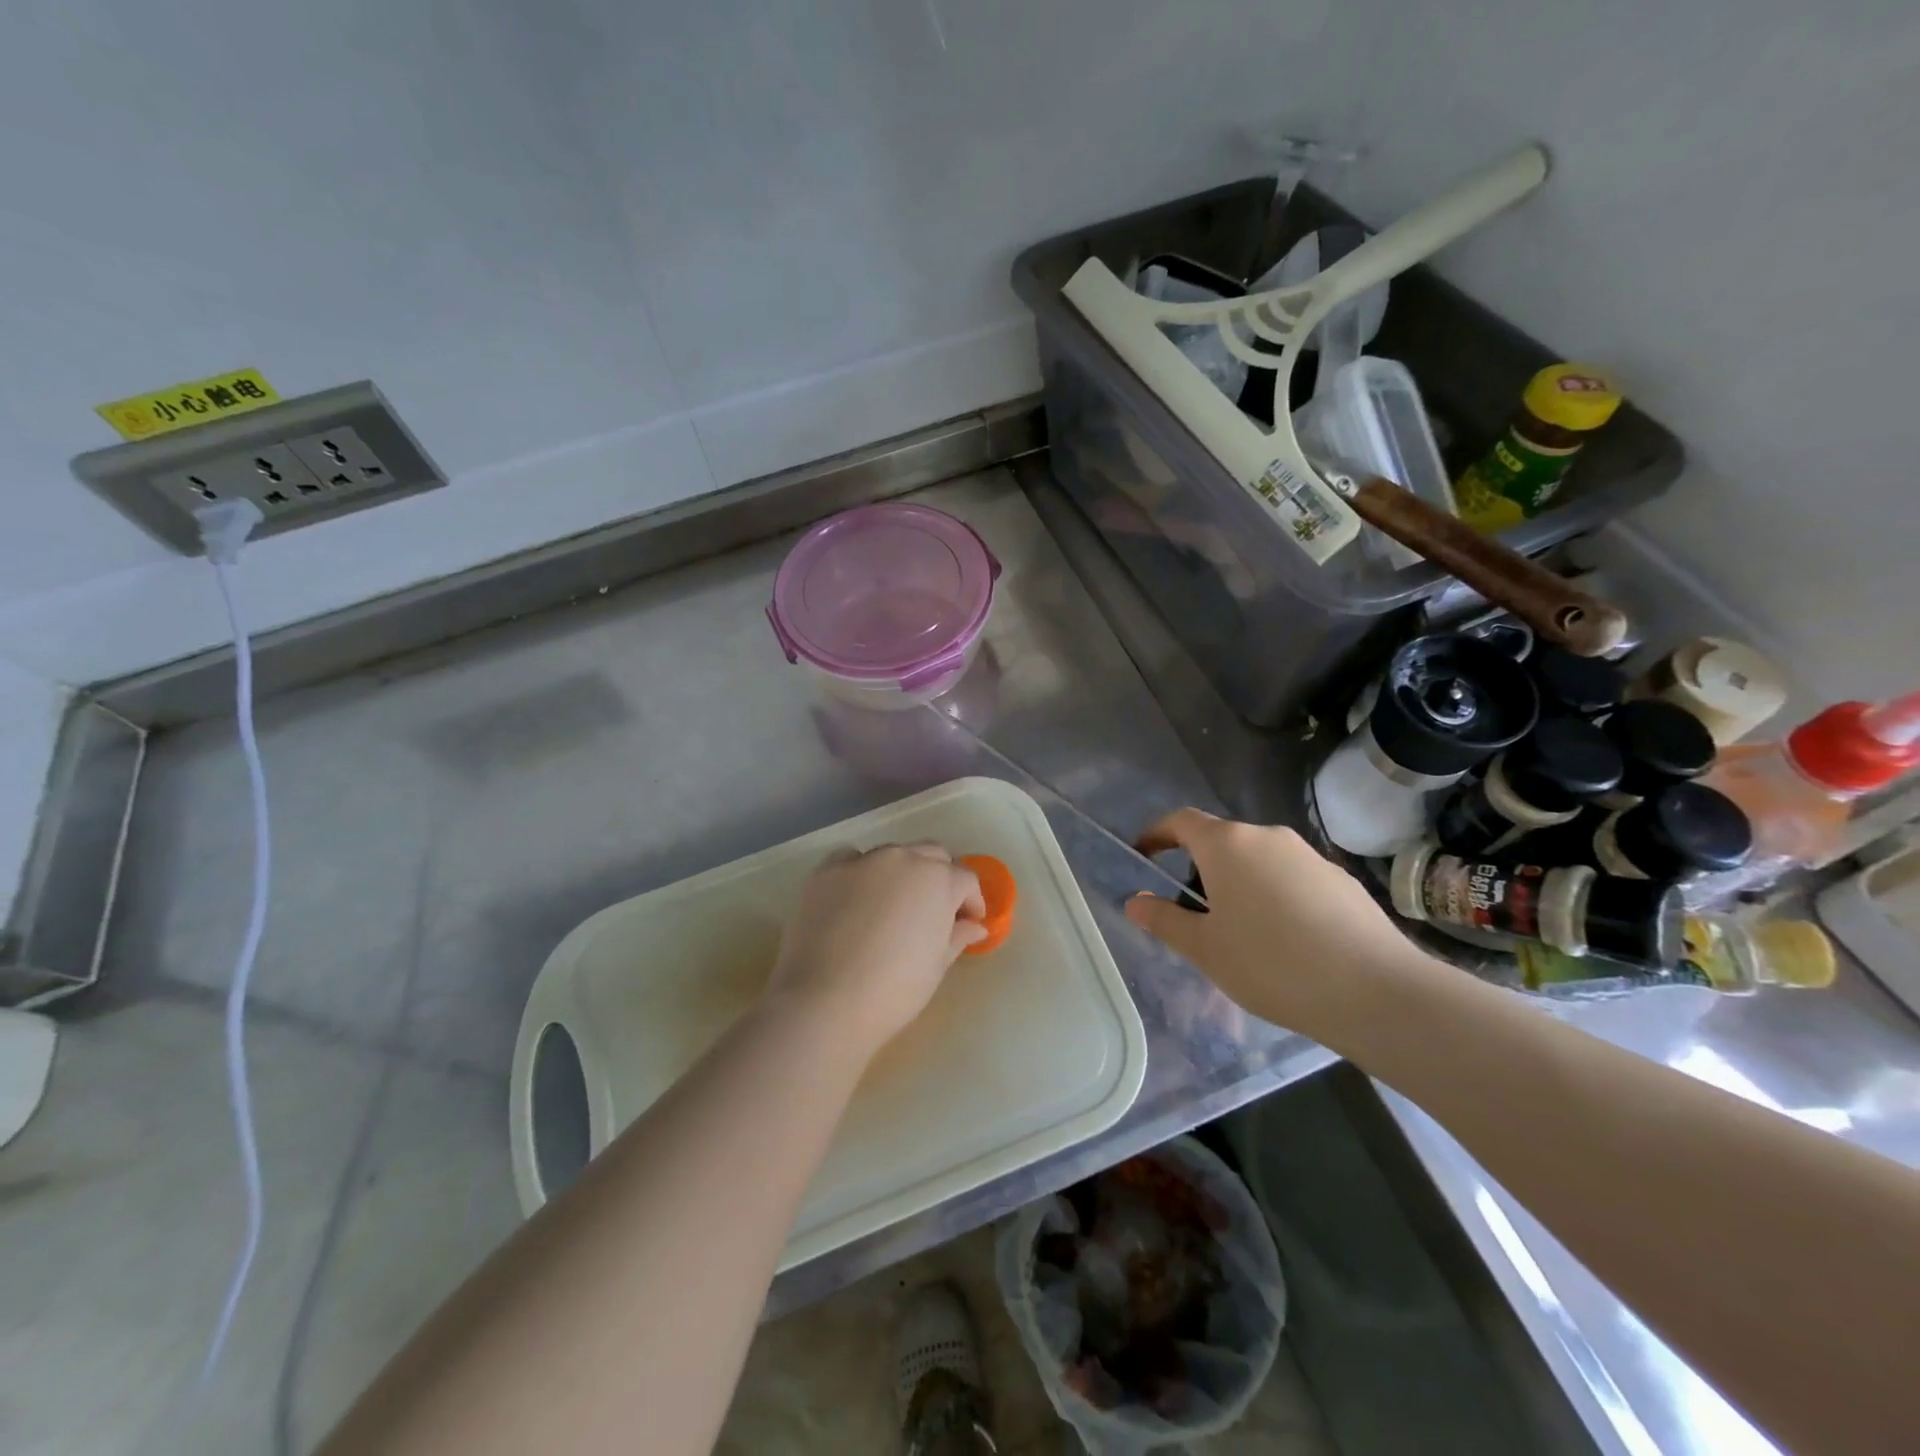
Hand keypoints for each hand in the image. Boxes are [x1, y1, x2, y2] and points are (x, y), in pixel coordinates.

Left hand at [763, 843, 986, 1057]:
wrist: (825, 1001)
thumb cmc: (893, 990)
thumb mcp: (936, 966)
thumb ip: (957, 937)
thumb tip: (974, 926)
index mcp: (938, 880)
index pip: (965, 880)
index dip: (971, 902)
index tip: (967, 924)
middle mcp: (903, 858)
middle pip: (932, 855)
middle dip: (940, 878)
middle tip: (934, 911)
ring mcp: (862, 860)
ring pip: (893, 854)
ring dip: (902, 872)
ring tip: (894, 906)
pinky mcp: (827, 870)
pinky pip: (852, 860)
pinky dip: (862, 872)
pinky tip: (857, 898)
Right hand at [1123, 810, 1440, 1045]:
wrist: (1376, 991)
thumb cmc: (1272, 964)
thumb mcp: (1205, 949)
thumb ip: (1164, 920)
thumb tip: (1134, 902)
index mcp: (1227, 845)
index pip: (1181, 821)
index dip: (1157, 834)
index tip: (1143, 855)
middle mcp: (1268, 837)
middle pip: (1222, 841)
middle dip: (1200, 868)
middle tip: (1194, 913)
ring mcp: (1309, 855)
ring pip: (1259, 860)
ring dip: (1240, 884)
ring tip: (1242, 933)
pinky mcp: (1341, 879)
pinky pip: (1292, 878)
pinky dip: (1276, 896)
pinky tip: (1288, 942)